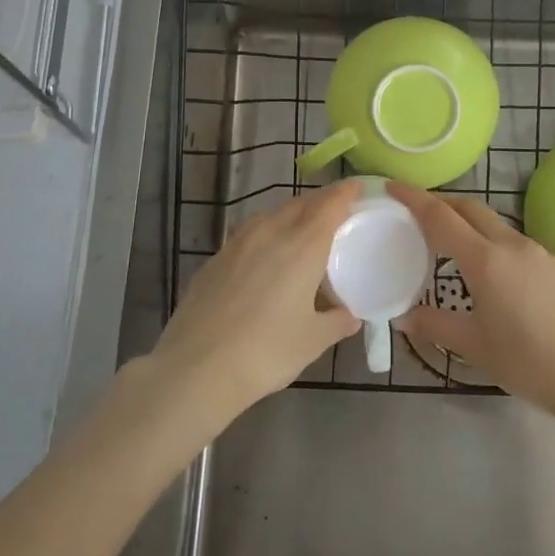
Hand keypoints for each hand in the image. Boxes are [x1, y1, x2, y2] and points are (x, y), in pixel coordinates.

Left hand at [146, 181, 360, 422]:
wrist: (196, 367)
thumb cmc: (266, 352)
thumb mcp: (312, 341)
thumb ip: (337, 322)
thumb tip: (351, 317)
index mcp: (303, 245)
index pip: (330, 204)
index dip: (346, 192)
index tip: (358, 188)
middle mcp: (271, 232)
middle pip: (300, 204)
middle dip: (320, 203)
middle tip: (336, 214)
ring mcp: (237, 243)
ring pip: (271, 216)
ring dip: (290, 217)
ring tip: (300, 235)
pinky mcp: (214, 259)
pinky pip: (248, 235)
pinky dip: (265, 236)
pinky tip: (264, 260)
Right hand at [389, 183, 554, 416]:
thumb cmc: (528, 362)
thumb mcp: (474, 346)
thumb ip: (435, 325)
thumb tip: (402, 317)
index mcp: (486, 260)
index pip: (441, 217)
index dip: (414, 198)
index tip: (393, 186)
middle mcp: (512, 245)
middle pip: (470, 208)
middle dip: (441, 203)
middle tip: (415, 212)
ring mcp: (538, 252)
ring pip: (494, 223)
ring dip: (467, 221)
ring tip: (447, 241)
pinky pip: (513, 241)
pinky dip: (490, 240)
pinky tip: (487, 268)